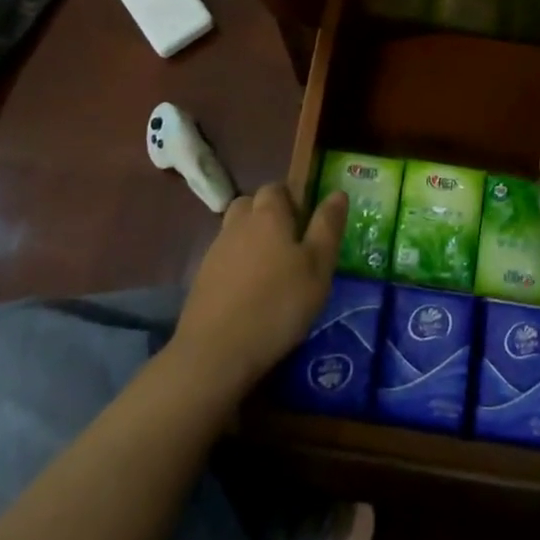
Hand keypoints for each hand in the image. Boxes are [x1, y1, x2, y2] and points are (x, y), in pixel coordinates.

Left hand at [172, 184, 346, 390]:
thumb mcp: (318, 267)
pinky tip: (250, 292)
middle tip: (290, 243)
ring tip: (272, 270)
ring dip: (251, 240)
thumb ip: (327, 227)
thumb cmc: (278, 304)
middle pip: (251, 204)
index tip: (307, 222)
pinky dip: (237, 265)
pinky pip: (224, 258)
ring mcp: (215, 251)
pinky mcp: (201, 279)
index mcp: (268, 215)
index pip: (276, 188)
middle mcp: (238, 224)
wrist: (216, 352)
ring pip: (235, 231)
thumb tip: (338, 193)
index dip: (292, 198)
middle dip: (268, 214)